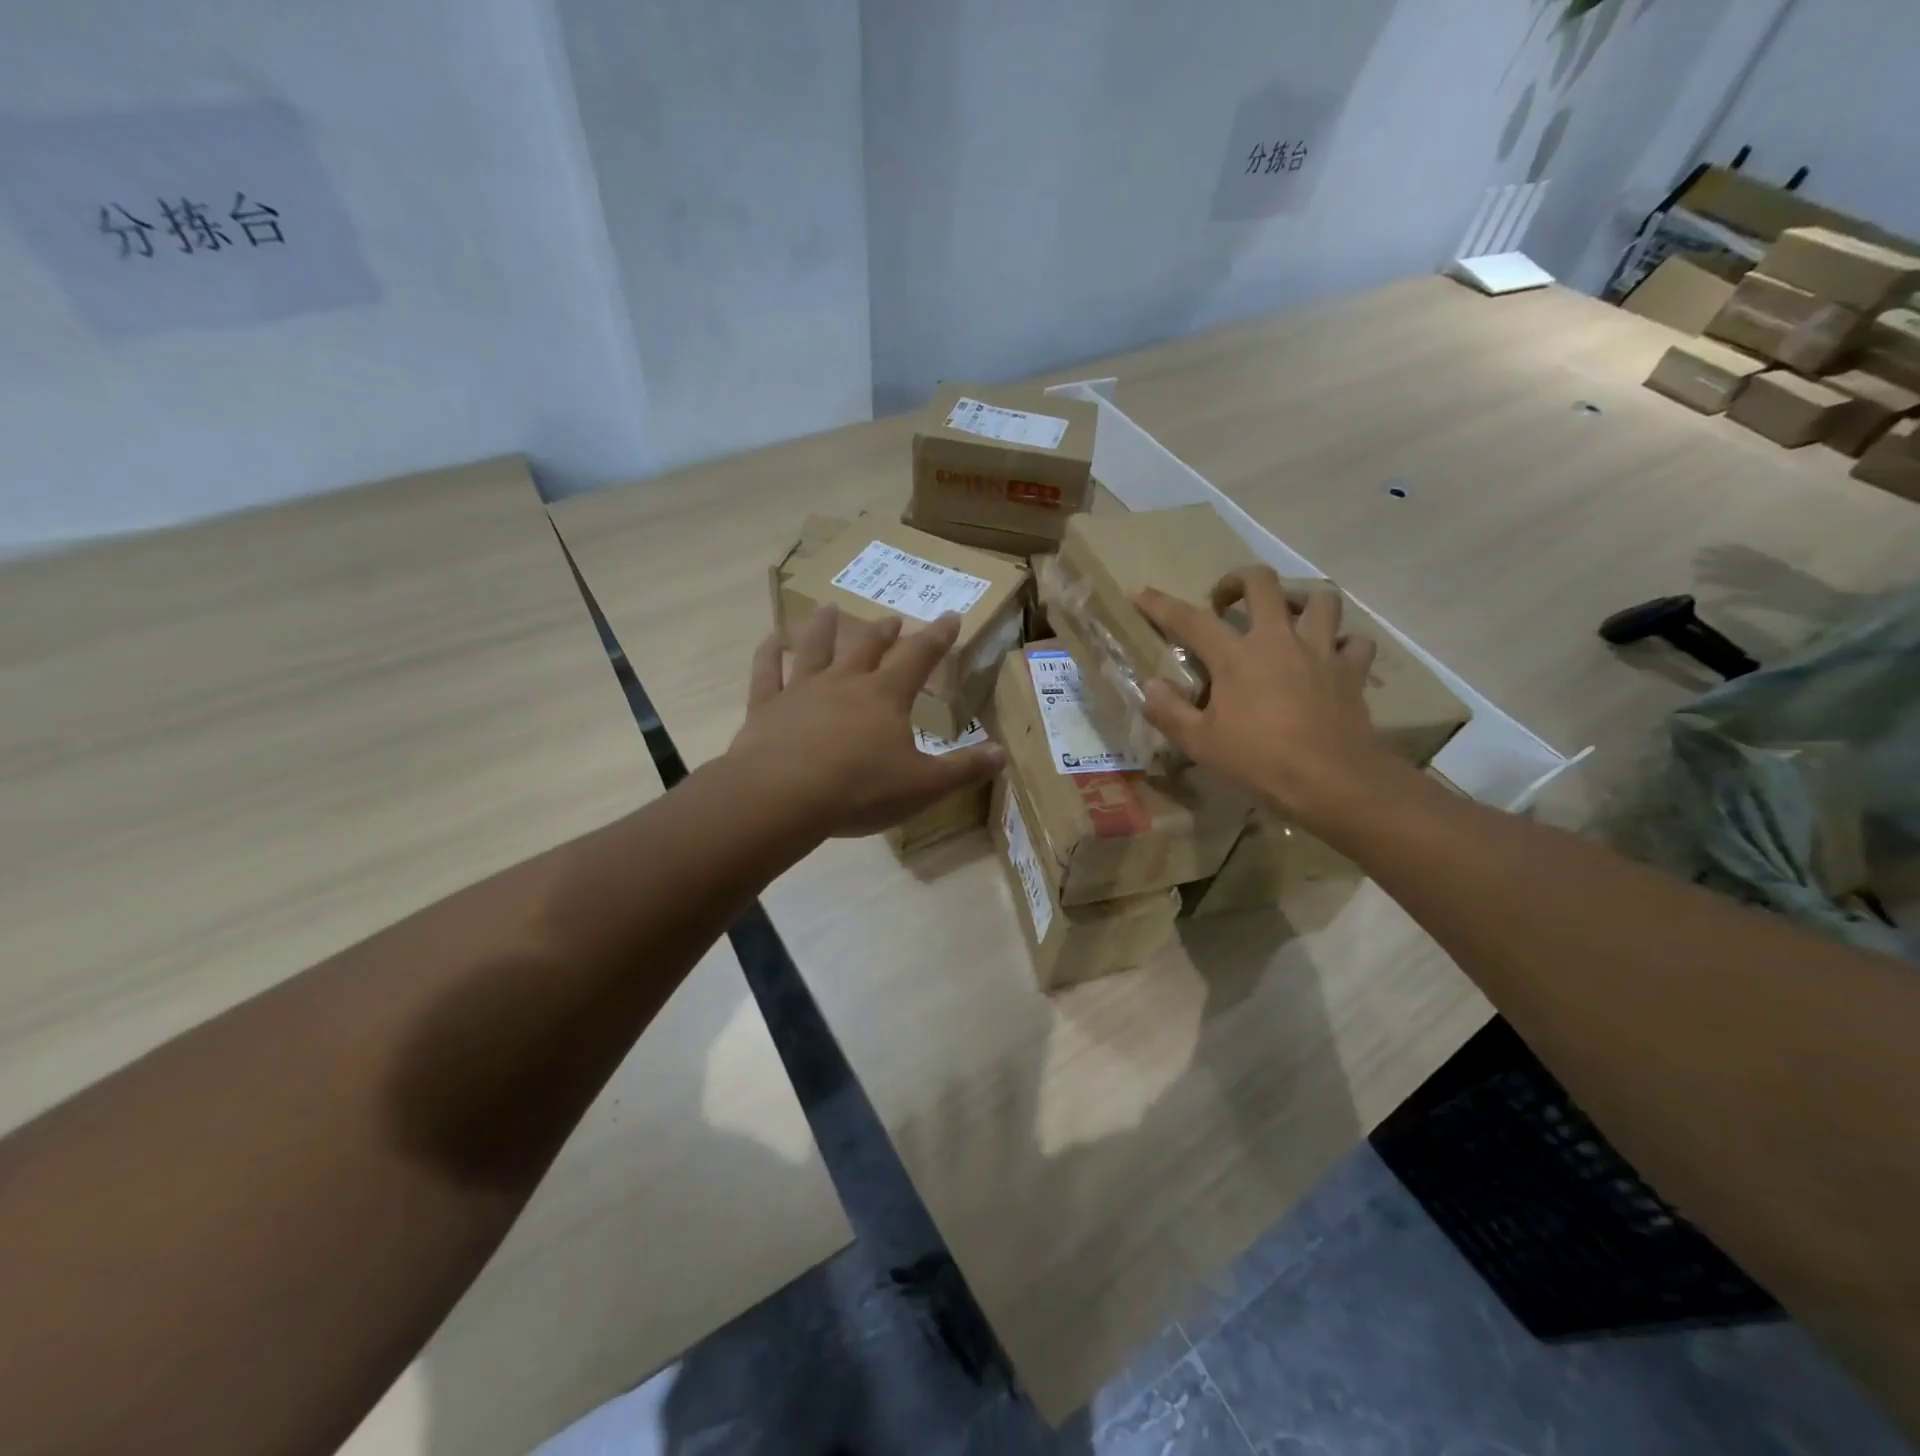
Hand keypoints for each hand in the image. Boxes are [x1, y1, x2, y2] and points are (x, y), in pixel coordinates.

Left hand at [727, 605, 1006, 838]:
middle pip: (868, 647)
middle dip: (884, 632)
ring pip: (816, 649)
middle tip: (893, 618)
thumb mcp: (924, 786)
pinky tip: (771, 640)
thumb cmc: (860, 790)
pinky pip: (767, 672)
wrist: (783, 797)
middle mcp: (845, 682)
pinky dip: (769, 653)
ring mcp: (802, 690)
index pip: (919, 657)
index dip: (938, 636)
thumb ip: (964, 769)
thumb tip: (1004, 753)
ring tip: (829, 608)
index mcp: (886, 696)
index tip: (950, 615)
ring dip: (825, 628)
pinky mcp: (767, 707)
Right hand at [1135, 567, 1400, 829]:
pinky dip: (1343, 644)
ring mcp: (1321, 651)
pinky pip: (1354, 643)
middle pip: (1262, 582)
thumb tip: (1151, 685)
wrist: (1333, 781)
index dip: (1161, 604)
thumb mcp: (1200, 744)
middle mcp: (1279, 640)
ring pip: (1320, 599)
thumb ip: (1169, 711)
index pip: (1190, 619)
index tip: (1141, 594)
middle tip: (1225, 601)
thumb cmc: (1259, 761)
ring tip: (1285, 619)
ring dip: (1299, 602)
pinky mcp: (1351, 671)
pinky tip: (1330, 657)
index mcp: (1236, 656)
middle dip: (1238, 580)